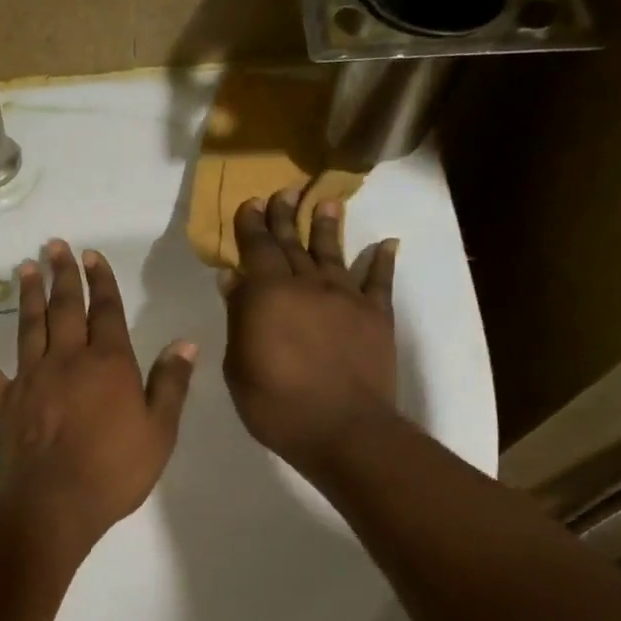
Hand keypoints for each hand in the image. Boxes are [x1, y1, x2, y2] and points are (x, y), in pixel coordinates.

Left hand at [0, 240, 196, 546]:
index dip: (101, 281)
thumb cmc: (115, 469)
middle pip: (65, 308)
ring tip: (26, 267)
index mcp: (108, 363)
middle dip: (63, 275)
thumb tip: (185, 343)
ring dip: (28, 295)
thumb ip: (171, 384)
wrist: (57, 501)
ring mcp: (31, 378)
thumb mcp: (160, 430)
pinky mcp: (4, 402)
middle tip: (55, 245)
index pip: (106, 311)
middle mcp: (67, 359)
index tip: (92, 255)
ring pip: (29, 326)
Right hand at [221, 190, 398, 476]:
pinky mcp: (376, 316)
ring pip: (333, 253)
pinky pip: (379, 282)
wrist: (342, 429)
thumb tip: (234, 279)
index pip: (257, 249)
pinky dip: (382, 261)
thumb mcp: (239, 363)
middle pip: (293, 243)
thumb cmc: (275, 403)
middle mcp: (307, 285)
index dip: (253, 225)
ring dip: (328, 226)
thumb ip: (239, 318)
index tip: (251, 202)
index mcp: (267, 295)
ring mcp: (345, 298)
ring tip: (327, 201)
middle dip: (285, 216)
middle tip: (283, 191)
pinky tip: (386, 243)